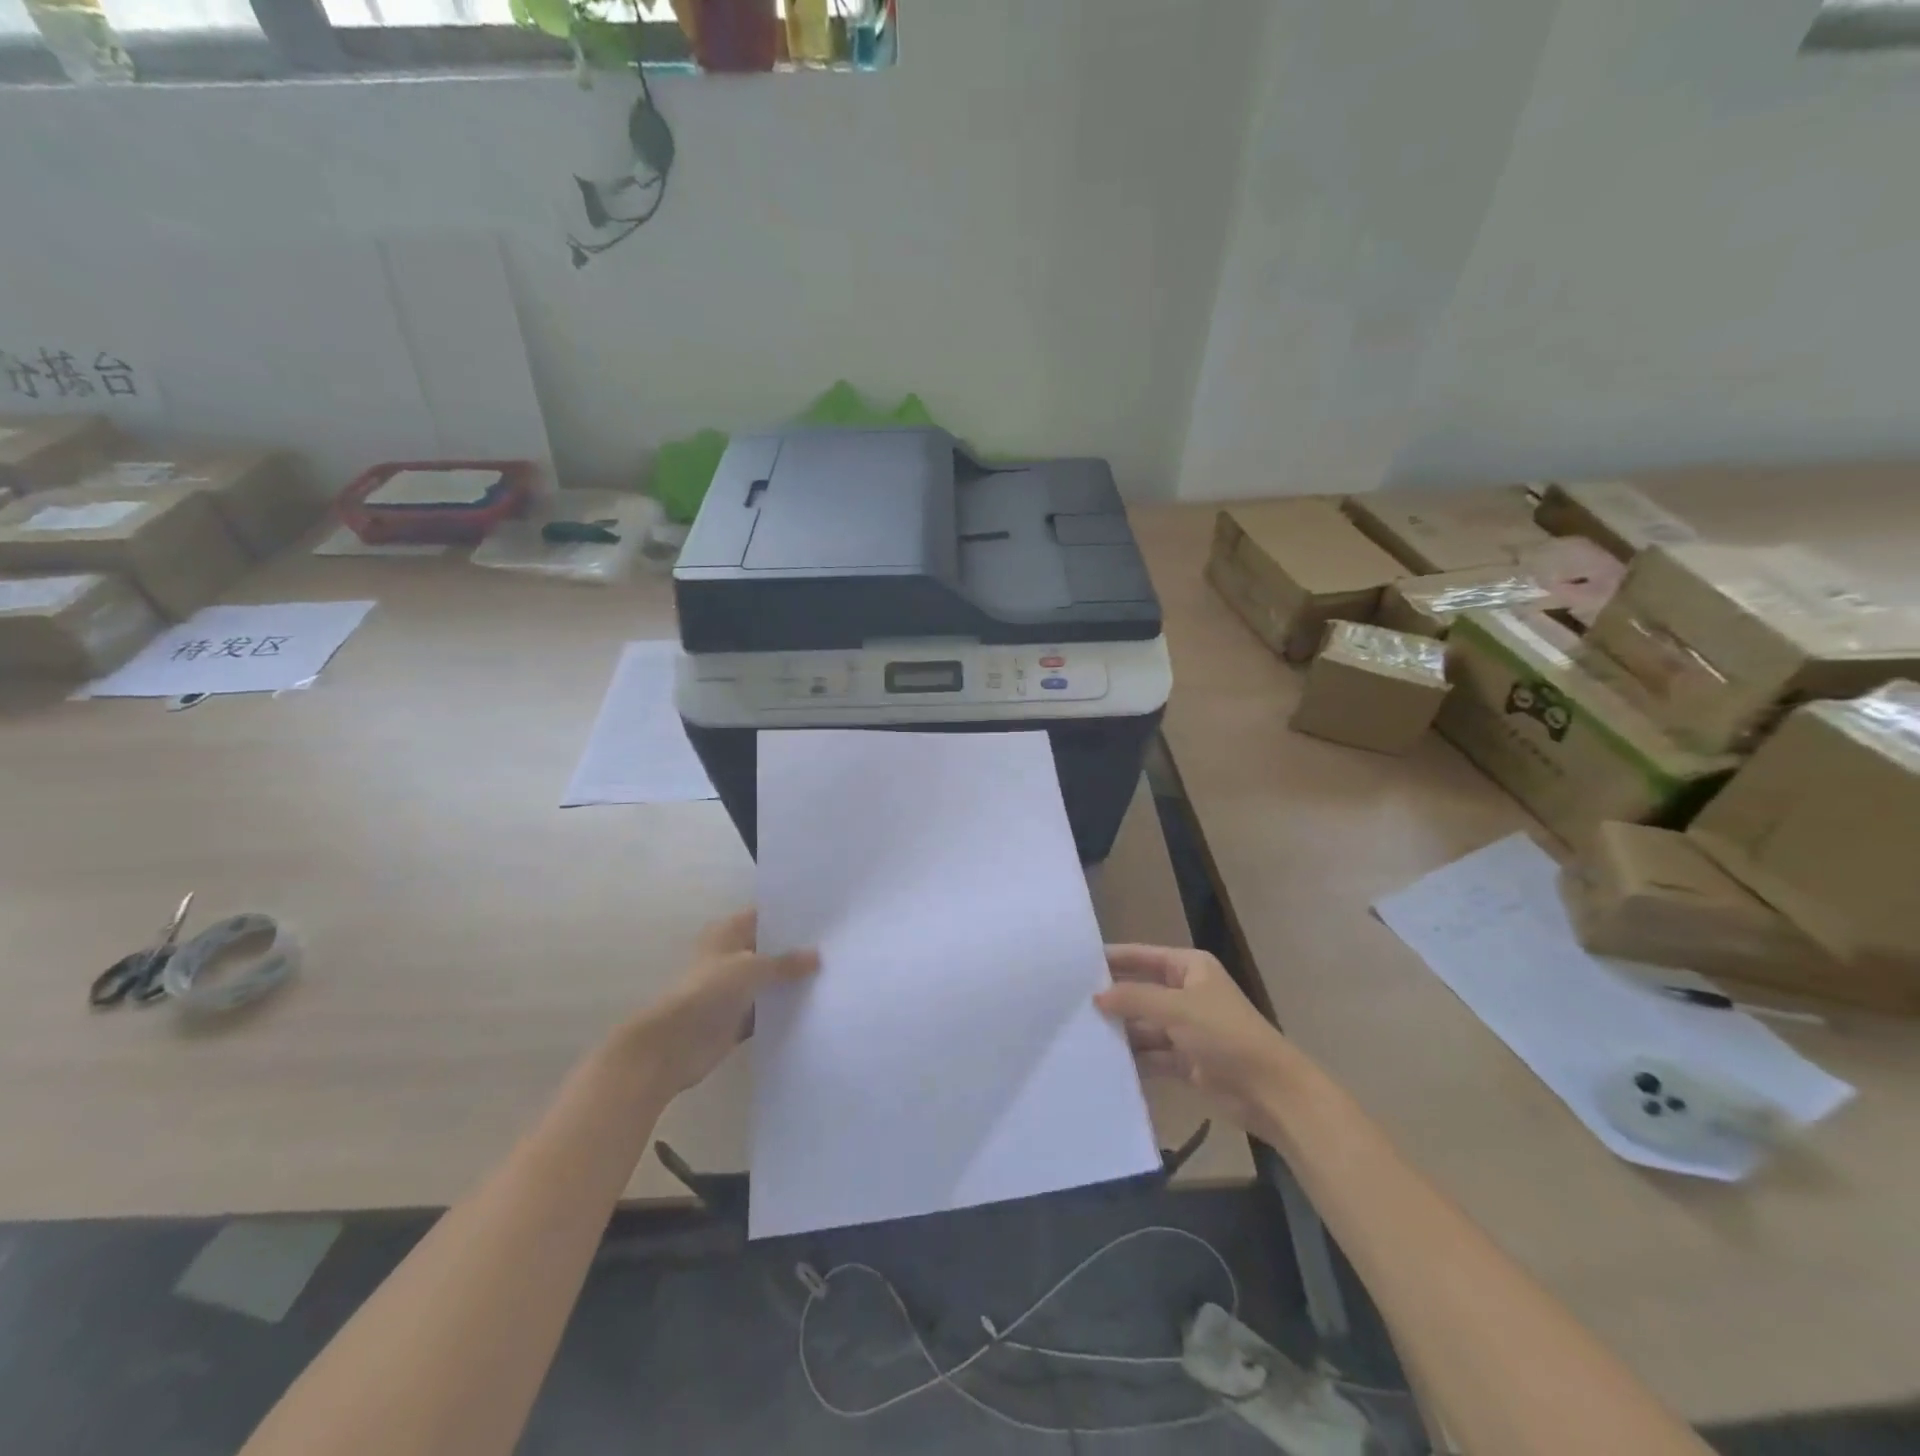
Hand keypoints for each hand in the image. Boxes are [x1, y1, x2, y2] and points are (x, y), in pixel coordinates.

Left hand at [621, 910, 818, 1095]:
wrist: (673, 1045)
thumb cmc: (709, 992)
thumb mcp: (752, 968)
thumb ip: (786, 962)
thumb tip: (817, 955)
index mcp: (728, 933)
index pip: (764, 916)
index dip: (791, 916)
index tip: (825, 917)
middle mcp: (731, 957)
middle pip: (770, 949)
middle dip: (798, 950)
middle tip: (837, 946)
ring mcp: (734, 989)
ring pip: (770, 981)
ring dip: (793, 983)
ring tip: (834, 975)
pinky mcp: (737, 1019)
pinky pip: (768, 1011)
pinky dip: (785, 1011)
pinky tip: (816, 1008)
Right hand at [1095, 944, 1299, 1126]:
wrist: (1270, 1092)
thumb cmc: (1225, 1035)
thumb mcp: (1177, 1009)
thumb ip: (1134, 999)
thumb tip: (1096, 995)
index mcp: (1189, 968)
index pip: (1142, 956)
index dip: (1112, 959)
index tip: (1075, 963)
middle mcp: (1186, 993)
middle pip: (1140, 991)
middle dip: (1111, 998)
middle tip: (1069, 1002)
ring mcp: (1186, 1029)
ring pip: (1143, 1025)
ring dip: (1119, 1030)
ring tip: (1078, 1033)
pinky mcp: (1186, 1061)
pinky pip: (1152, 1054)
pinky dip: (1133, 1058)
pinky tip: (1102, 1061)